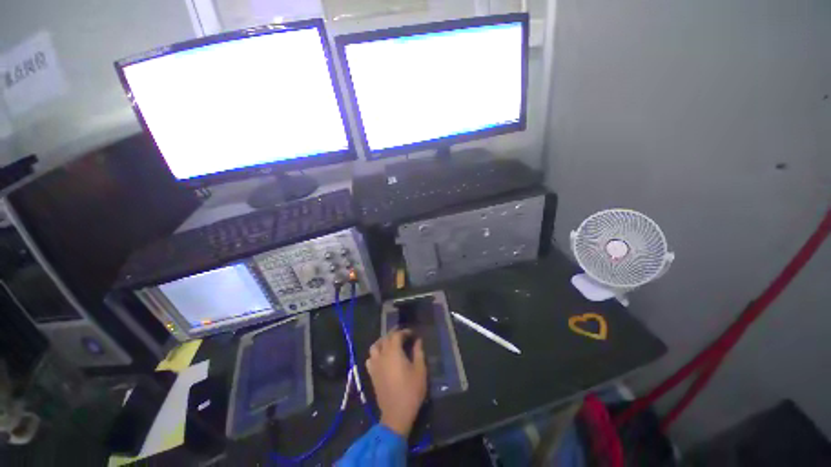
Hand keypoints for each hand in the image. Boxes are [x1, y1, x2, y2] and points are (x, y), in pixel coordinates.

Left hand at [365, 330, 426, 437]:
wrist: (396, 414)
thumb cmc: (411, 391)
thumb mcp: (420, 370)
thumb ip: (418, 353)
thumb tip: (418, 341)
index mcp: (394, 352)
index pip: (396, 335)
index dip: (404, 331)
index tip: (412, 334)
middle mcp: (382, 355)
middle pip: (385, 338)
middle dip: (394, 334)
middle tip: (403, 336)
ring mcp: (375, 365)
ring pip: (374, 347)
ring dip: (382, 342)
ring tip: (390, 344)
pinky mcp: (372, 375)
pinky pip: (370, 359)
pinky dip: (375, 354)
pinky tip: (382, 358)